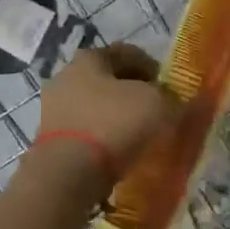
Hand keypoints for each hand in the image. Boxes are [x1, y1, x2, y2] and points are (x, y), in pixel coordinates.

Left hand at [33, 44, 179, 186]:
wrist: (65, 175)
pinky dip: (103, 140)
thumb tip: (180, 102)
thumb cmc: (112, 125)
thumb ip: (173, 99)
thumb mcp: (157, 105)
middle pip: (109, 80)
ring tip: (141, 138)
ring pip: (96, 108)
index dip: (153, 68)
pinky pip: (85, 133)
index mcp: (89, 58)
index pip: (128, 53)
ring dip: (117, 118)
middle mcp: (66, 76)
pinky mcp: (49, 140)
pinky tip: (119, 155)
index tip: (170, 89)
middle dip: (134, 94)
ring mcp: (53, 109)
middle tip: (158, 112)